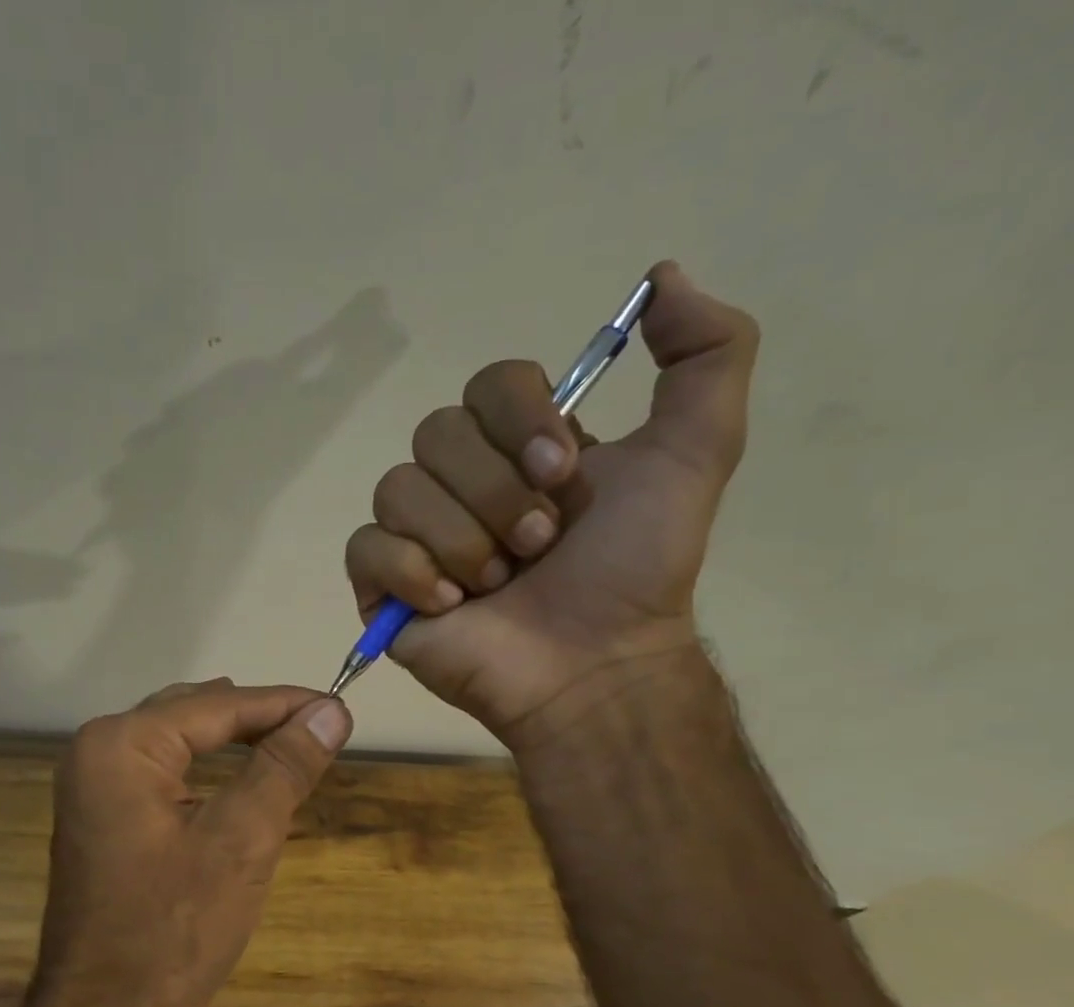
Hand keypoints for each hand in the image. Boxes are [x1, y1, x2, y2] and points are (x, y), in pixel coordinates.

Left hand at [29, 679, 351, 1006]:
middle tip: (319, 729)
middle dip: (257, 719)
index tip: (339, 706)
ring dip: (231, 743)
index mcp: (121, 744)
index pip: (217, 704)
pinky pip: (160, 774)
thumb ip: (284, 766)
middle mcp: (96, 751)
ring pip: (175, 742)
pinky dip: (205, 771)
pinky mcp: (99, 818)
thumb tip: (330, 711)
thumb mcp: (242, 840)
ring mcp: (91, 786)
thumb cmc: (174, 929)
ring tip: (288, 746)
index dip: (283, 703)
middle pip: (192, 714)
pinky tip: (237, 782)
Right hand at [343, 261, 758, 746]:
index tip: (562, 474)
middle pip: (435, 433)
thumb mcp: (697, 452)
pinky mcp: (382, 586)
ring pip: (397, 488)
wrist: (595, 664)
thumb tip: (663, 275)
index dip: (518, 419)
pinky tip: (449, 604)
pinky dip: (411, 571)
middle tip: (538, 546)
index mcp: (520, 447)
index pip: (487, 384)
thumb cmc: (637, 569)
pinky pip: (366, 546)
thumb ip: (707, 354)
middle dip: (495, 492)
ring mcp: (417, 535)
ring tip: (498, 584)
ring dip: (461, 539)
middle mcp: (462, 482)